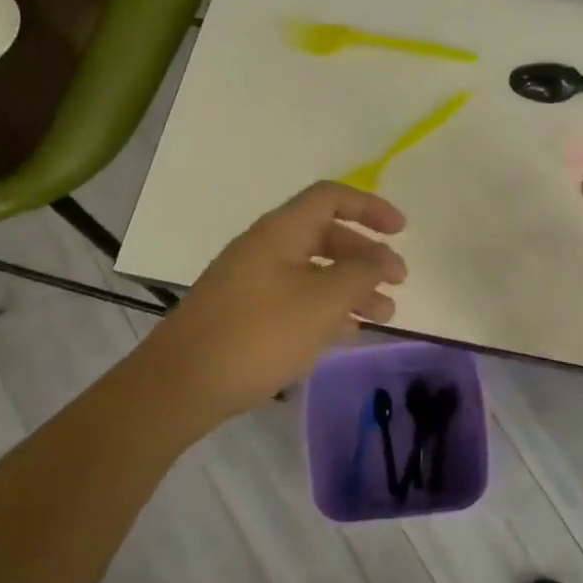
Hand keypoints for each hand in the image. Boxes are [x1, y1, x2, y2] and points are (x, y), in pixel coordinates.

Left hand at [148, 182, 406, 422]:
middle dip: (366, 256)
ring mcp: (252, 282)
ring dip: (352, 288)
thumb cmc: (259, 333)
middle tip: (398, 283)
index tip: (401, 231)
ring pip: (314, 272)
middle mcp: (266, 248)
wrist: (181, 385)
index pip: (331, 198)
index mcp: (281, 231)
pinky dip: (327, 309)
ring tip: (383, 317)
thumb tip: (384, 257)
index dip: (370, 207)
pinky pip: (297, 299)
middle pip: (326, 236)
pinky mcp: (245, 315)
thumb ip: (362, 273)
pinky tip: (347, 333)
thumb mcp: (323, 300)